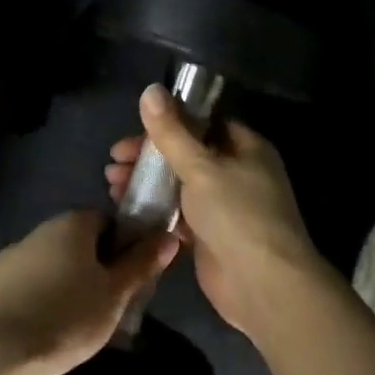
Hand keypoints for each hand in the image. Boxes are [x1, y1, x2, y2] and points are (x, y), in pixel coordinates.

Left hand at [0, 209, 178, 374]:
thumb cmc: (69, 317)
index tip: (124, 277)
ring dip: (60, 279)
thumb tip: (169, 235)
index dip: (119, 246)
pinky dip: (32, 296)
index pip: (105, 221)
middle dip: (89, 264)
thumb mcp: (116, 294)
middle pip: (75, 240)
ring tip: (70, 320)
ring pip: (47, 261)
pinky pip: (21, 282)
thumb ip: (142, 262)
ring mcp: (9, 254)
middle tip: (102, 302)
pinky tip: (39, 325)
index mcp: (72, 223)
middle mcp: (39, 229)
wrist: (2, 354)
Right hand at [105, 85, 326, 336]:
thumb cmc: (237, 214)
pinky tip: (126, 209)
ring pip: (180, 185)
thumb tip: (151, 90)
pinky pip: (179, 215)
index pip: (204, 122)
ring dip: (148, 183)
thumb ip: (172, 132)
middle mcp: (238, 172)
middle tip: (114, 161)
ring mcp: (225, 206)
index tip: (134, 127)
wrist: (263, 285)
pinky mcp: (211, 236)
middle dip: (150, 156)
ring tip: (112, 185)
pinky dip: (156, 210)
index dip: (169, 122)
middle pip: (187, 154)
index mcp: (246, 147)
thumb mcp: (201, 166)